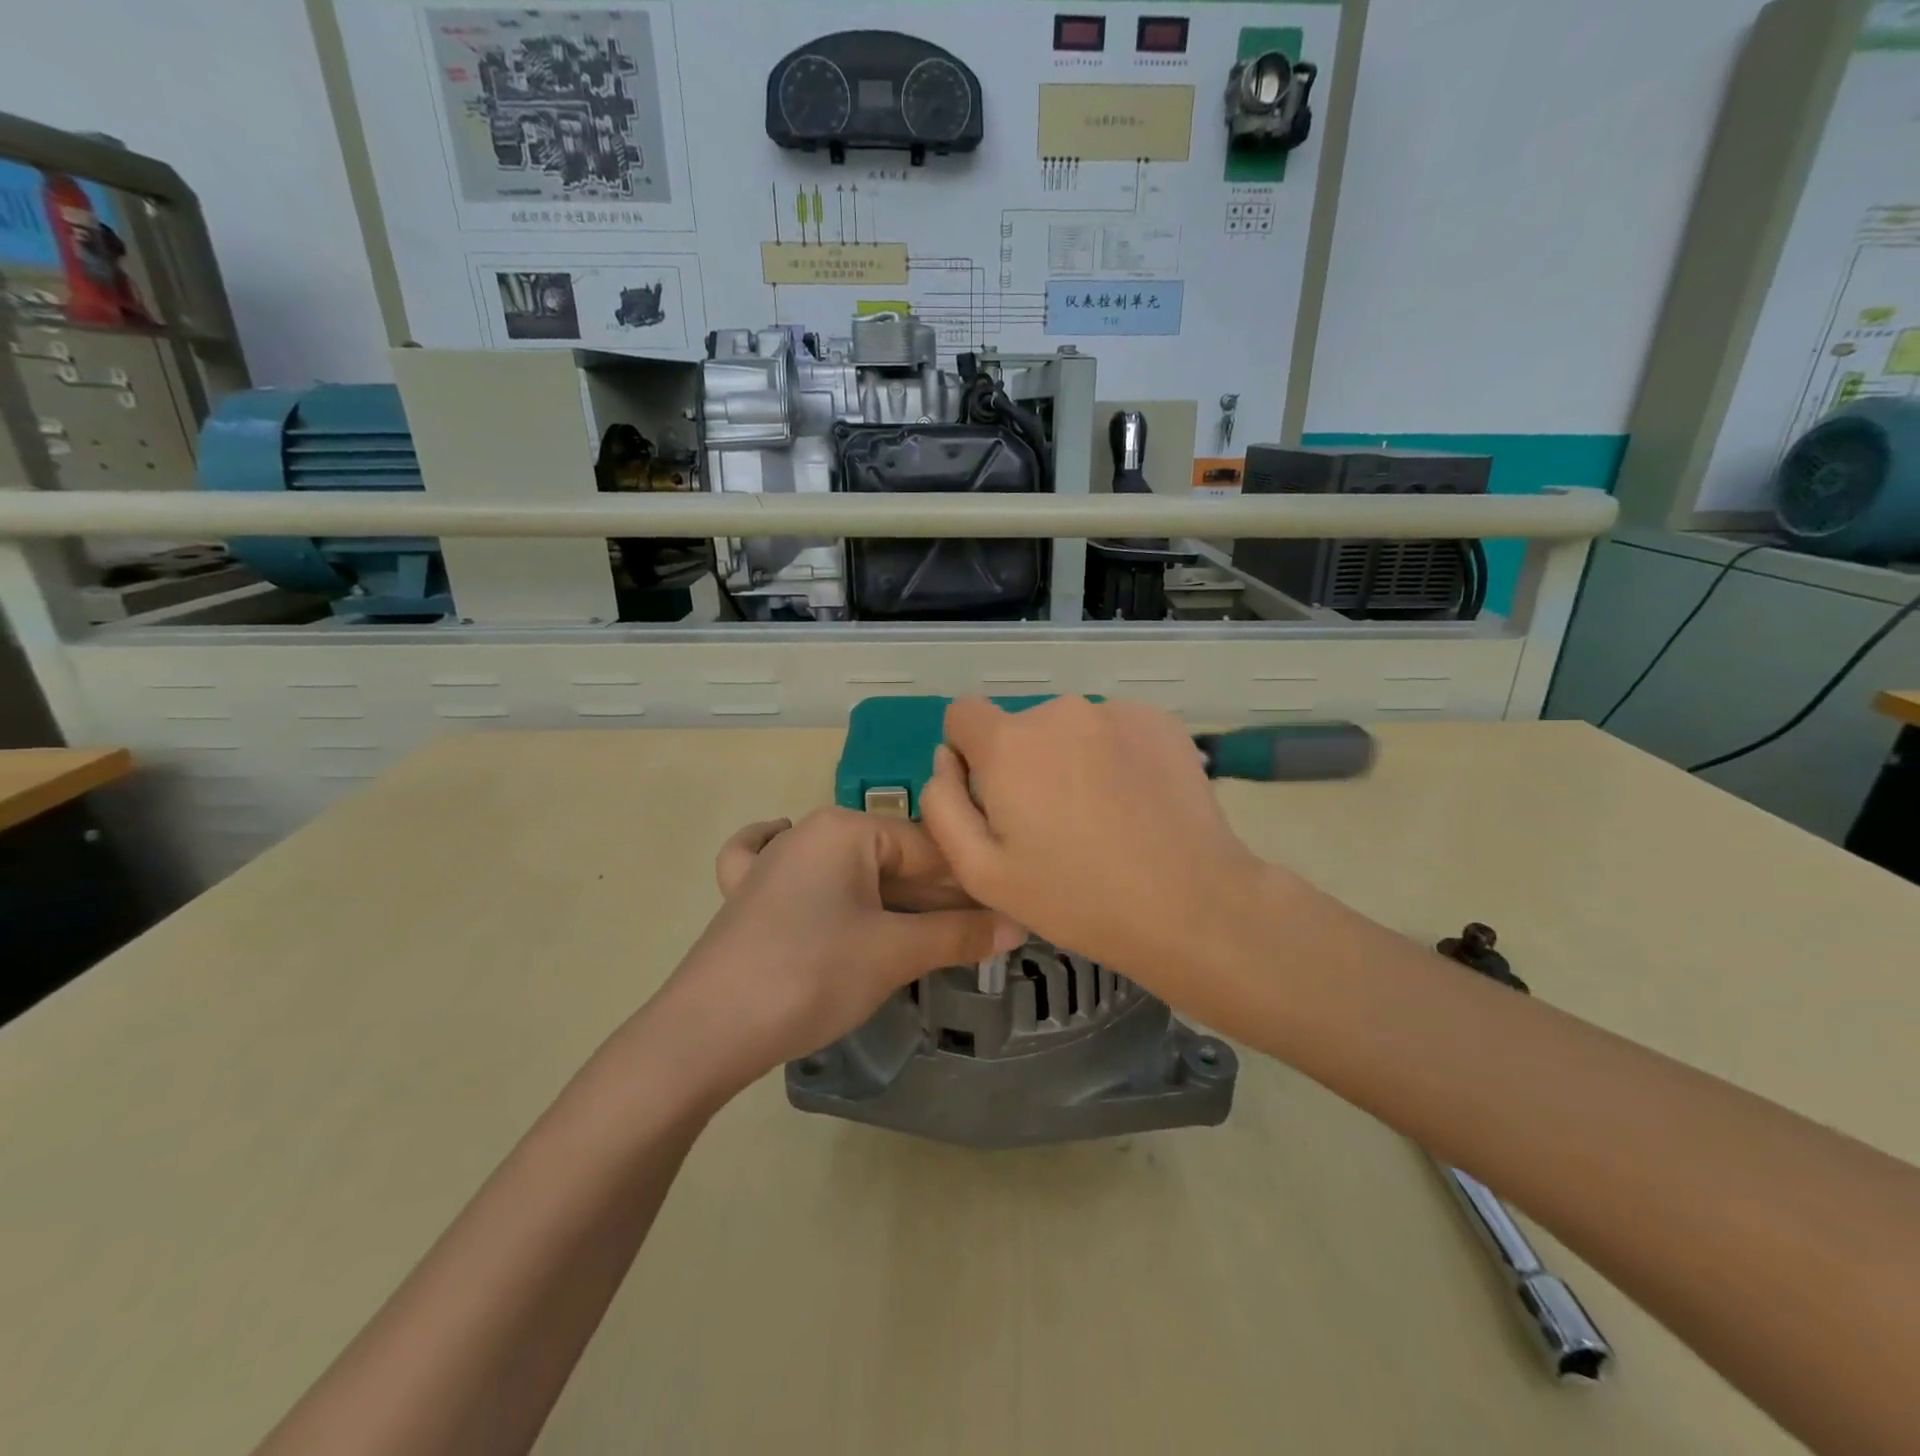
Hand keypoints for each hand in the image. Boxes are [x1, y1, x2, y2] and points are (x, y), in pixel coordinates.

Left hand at [654, 808, 1024, 1098]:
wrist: (703, 1032)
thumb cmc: (809, 976)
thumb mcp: (894, 954)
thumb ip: (959, 935)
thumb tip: (1020, 924)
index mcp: (846, 828)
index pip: (930, 848)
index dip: (973, 884)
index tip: (1008, 914)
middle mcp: (810, 831)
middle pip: (893, 861)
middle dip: (937, 899)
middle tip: (980, 936)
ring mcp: (773, 860)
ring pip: (852, 873)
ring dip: (895, 904)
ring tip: (936, 935)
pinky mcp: (747, 895)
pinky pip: (790, 873)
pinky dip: (817, 881)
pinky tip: (820, 878)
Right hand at [919, 696, 1273, 988]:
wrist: (1190, 904)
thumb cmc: (1075, 898)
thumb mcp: (981, 872)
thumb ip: (943, 805)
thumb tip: (945, 759)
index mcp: (1009, 743)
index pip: (962, 714)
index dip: (968, 754)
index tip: (994, 798)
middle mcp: (1059, 710)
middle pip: (1020, 727)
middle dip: (1024, 763)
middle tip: (1054, 823)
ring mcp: (1115, 711)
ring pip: (1070, 729)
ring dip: (1072, 758)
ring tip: (1102, 815)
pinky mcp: (1159, 720)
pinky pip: (1115, 729)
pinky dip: (1115, 755)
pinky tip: (1137, 802)